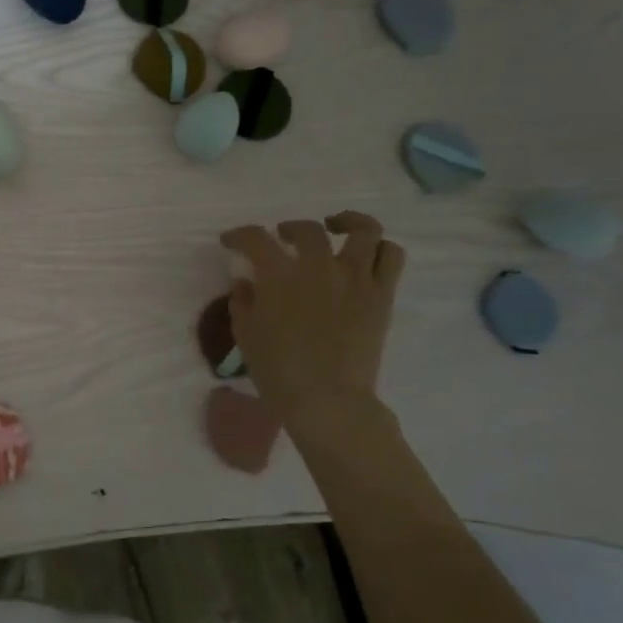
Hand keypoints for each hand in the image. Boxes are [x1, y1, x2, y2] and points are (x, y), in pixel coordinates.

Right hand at [221, 211, 404, 425]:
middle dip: (289, 229)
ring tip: (335, 228)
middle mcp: (319, 266)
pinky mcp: (381, 295)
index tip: (231, 241)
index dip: (239, 235)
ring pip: (363, 230)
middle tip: (282, 238)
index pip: (255, 239)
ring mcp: (355, 278)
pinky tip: (364, 257)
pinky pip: (390, 257)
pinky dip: (379, 249)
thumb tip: (245, 282)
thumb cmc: (277, 370)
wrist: (326, 399)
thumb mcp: (245, 335)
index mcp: (279, 275)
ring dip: (347, 222)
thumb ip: (242, 302)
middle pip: (307, 229)